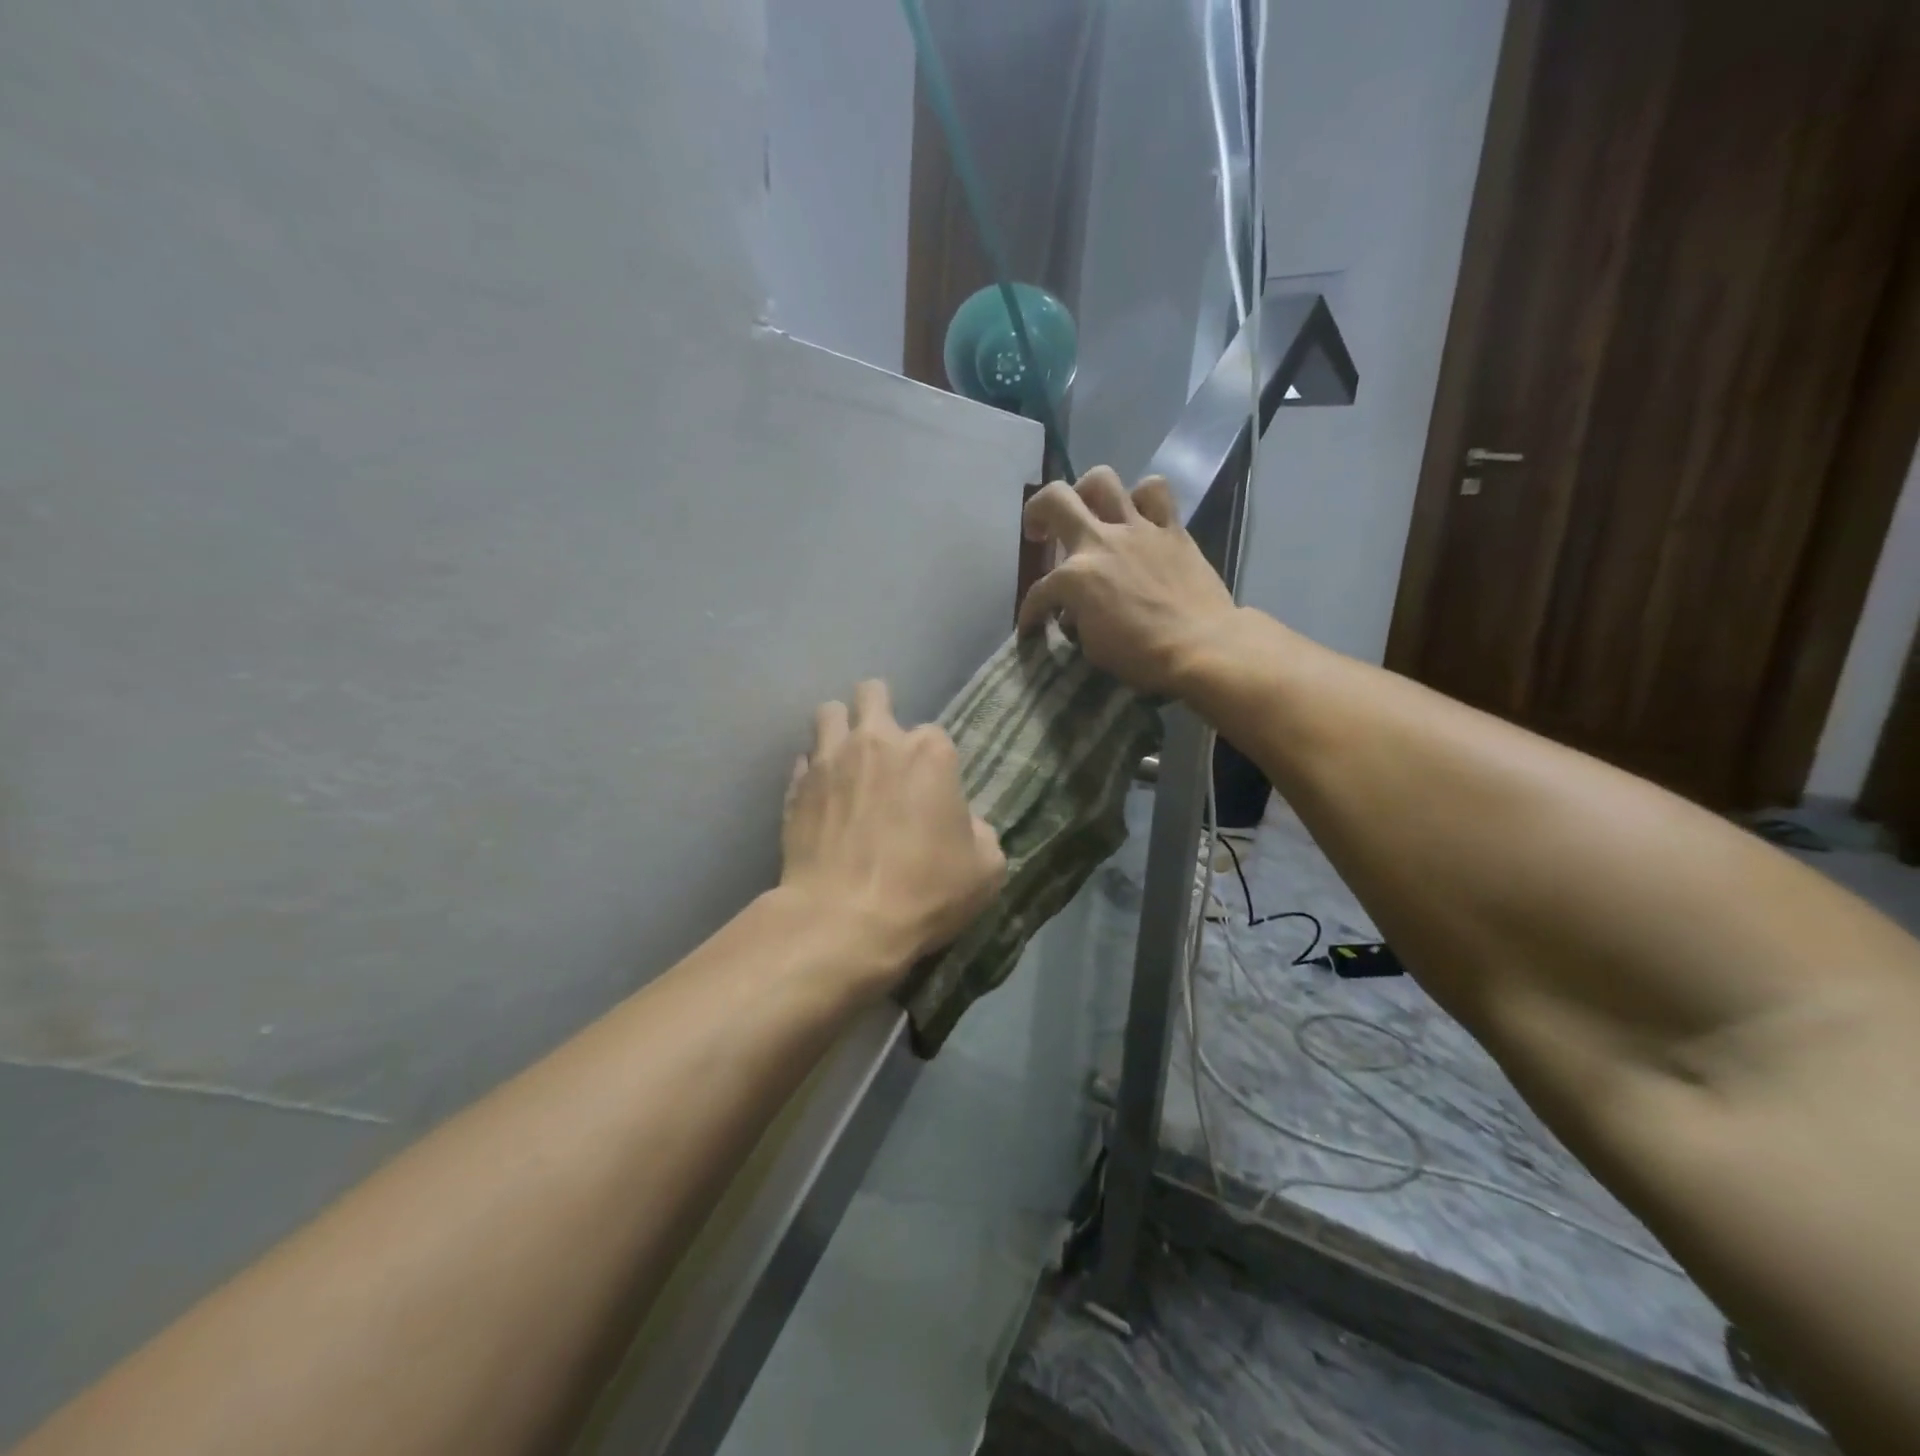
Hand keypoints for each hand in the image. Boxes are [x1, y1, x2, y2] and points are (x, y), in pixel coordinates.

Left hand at [781, 680, 1006, 980]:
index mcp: (929, 753)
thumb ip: (980, 833)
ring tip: (846, 760)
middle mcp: (876, 742)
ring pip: (828, 714)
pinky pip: (803, 762)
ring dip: (839, 729)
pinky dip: (813, 772)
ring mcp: (829, 760)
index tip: (932, 792)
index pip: (935, 735)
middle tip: (882, 745)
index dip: (934, 762)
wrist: (844, 920)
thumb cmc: (924, 891)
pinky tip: (821, 797)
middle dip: (878, 708)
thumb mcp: (985, 869)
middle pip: (872, 694)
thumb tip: (965, 826)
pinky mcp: (795, 787)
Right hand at [1017, 466, 1239, 696]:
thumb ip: (1077, 621)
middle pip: (1055, 499)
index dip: (1030, 613)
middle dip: (1037, 512)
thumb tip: (1076, 613)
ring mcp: (1137, 529)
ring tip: (1090, 512)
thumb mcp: (1093, 648)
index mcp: (1074, 577)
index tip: (1032, 629)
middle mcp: (1099, 542)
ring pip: (1103, 480)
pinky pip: (1156, 493)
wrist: (1202, 646)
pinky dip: (1143, 498)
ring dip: (1088, 492)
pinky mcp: (1171, 529)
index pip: (1039, 592)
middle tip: (1040, 532)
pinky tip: (1138, 516)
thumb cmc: (1142, 656)